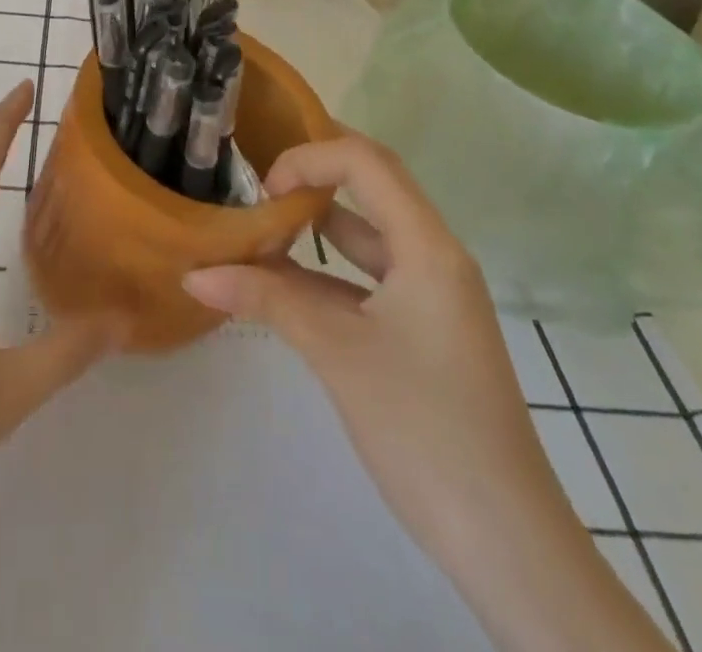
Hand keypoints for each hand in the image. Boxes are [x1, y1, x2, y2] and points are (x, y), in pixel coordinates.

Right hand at [184, 132, 670, 651]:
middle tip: (257, 174)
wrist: (506, 542)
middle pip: (372, 185)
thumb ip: (266, 301)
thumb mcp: (337, 353)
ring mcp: (432, 293)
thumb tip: (195, 274)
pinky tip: (284, 281)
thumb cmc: (423, 428)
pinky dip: (326, 270)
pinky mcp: (424, 328)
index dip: (310, 158)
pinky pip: (369, 277)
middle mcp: (435, 255)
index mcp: (428, 246)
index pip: (366, 162)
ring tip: (260, 219)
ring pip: (368, 234)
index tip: (263, 190)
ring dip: (317, 223)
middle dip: (314, 172)